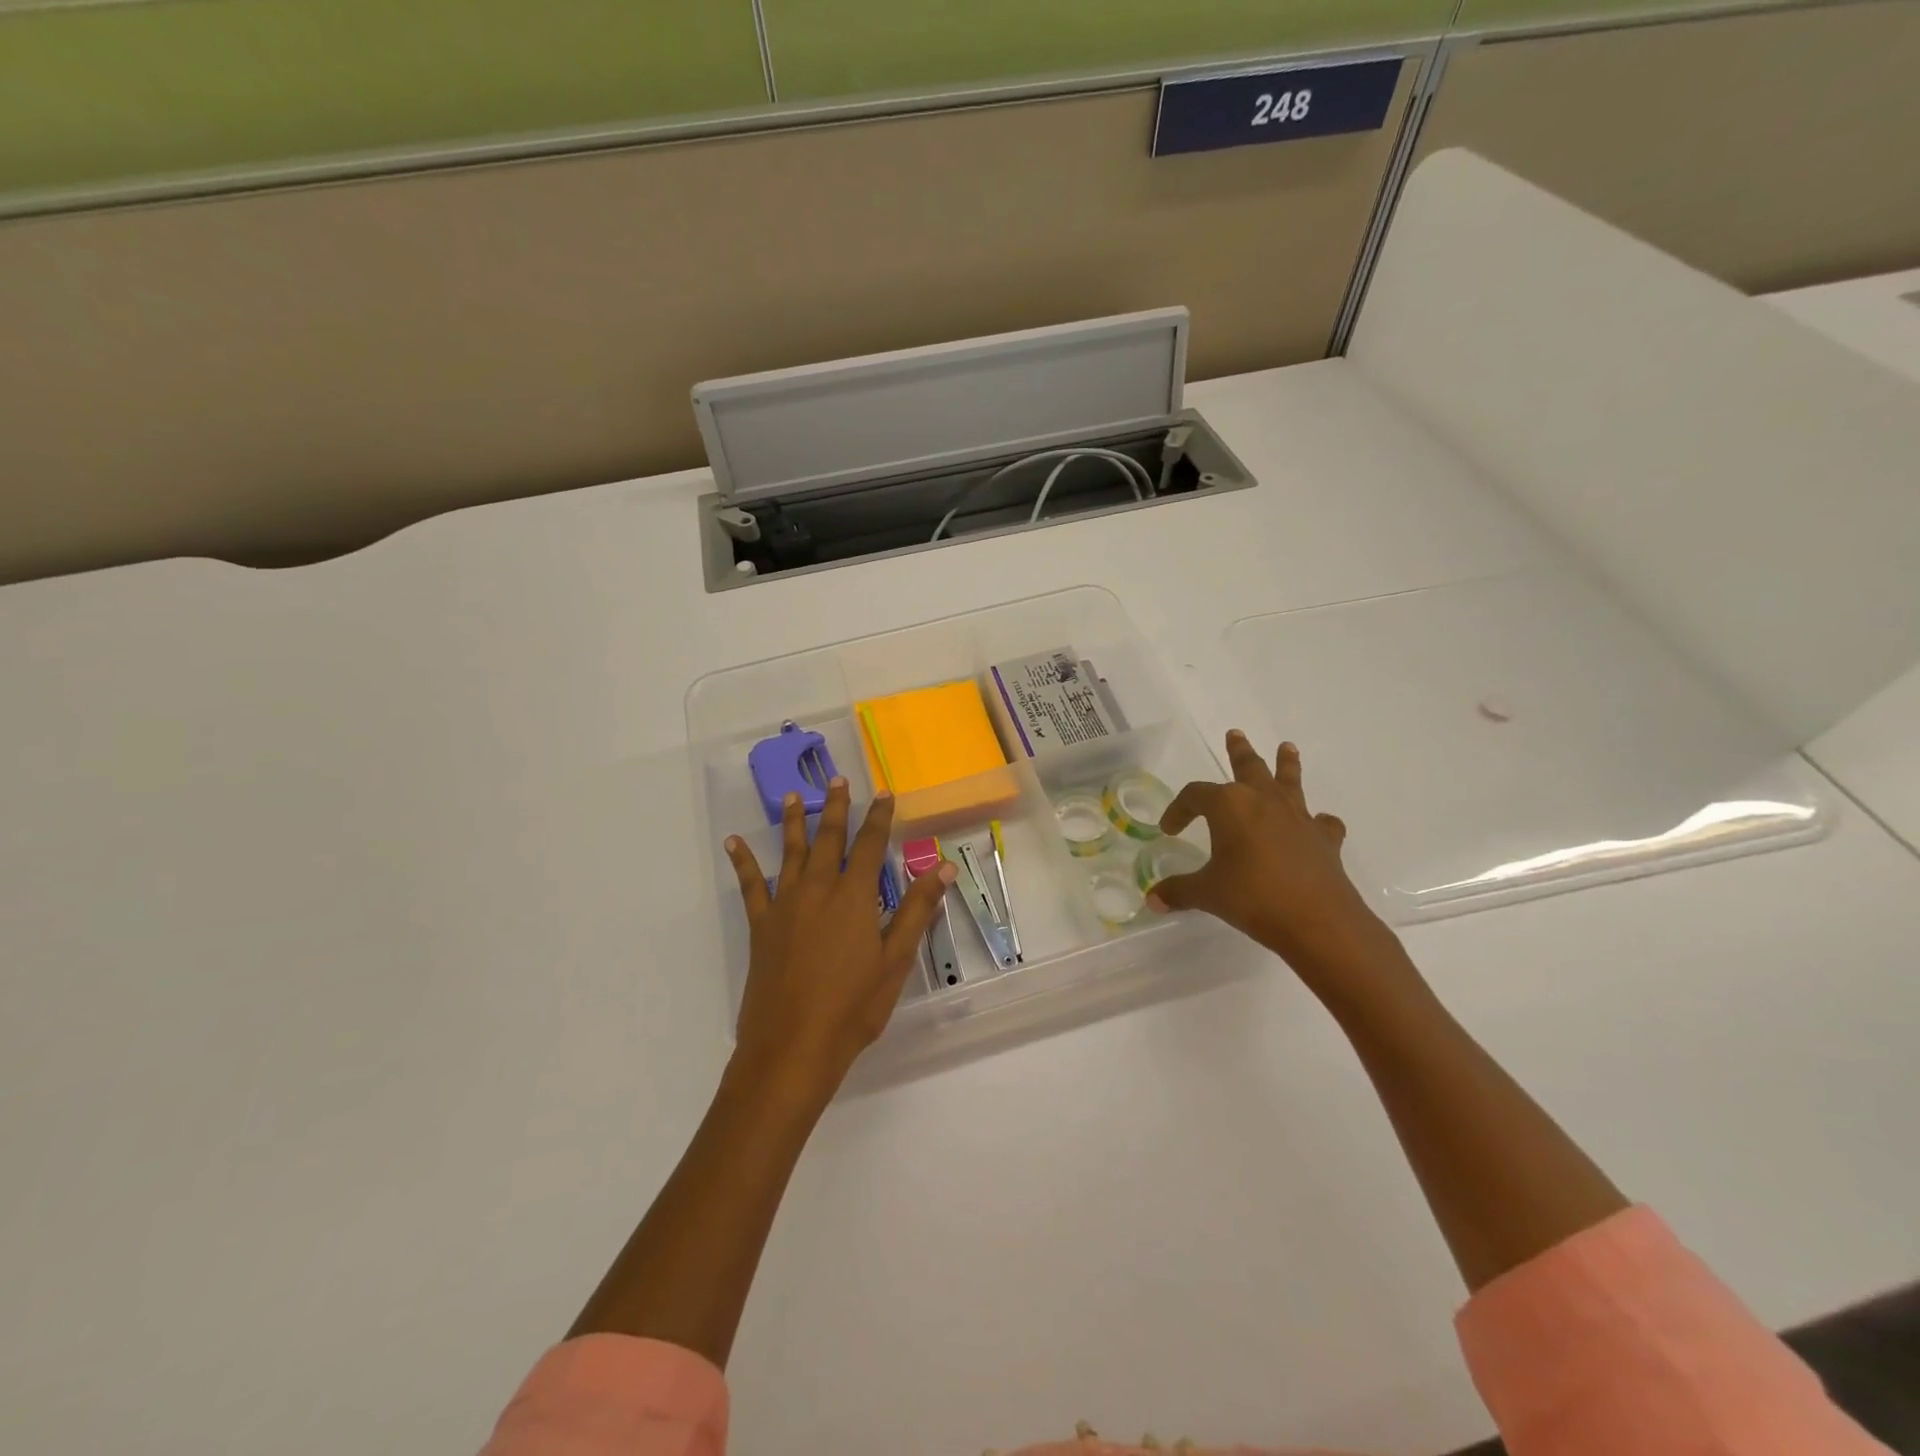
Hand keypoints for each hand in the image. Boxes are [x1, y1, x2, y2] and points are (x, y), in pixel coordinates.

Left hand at [723, 779, 953, 1100]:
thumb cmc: (853, 1007)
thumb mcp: (895, 960)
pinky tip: (733, 842)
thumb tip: (943, 866)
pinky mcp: (761, 925)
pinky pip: (751, 885)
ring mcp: (785, 905)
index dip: (879, 817)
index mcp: (854, 896)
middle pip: (829, 838)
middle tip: (838, 779)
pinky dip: (743, 862)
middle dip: (837, 807)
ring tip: (795, 795)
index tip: (885, 793)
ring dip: (795, 821)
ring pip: (792, 852)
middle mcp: (818, 889)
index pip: (871, 845)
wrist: (793, 1047)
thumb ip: (917, 910)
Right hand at [1149, 732, 1404, 990]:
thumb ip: (1179, 891)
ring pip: (1289, 781)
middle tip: (1235, 734)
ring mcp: (1298, 817)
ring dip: (1286, 763)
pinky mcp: (1324, 839)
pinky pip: (1320, 821)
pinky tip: (1315, 824)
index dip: (1179, 810)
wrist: (1317, 920)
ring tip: (1287, 747)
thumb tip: (1153, 899)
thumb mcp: (1207, 894)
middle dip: (1239, 751)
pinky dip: (1316, 820)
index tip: (1170, 829)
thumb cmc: (1253, 898)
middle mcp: (1264, 801)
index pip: (1195, 796)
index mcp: (1230, 806)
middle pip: (1249, 767)